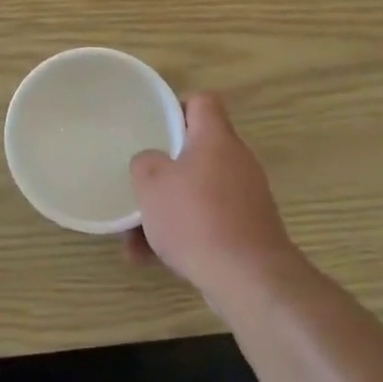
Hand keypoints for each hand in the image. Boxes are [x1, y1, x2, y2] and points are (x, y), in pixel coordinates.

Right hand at [126, 94, 304, 306]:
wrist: (250, 280)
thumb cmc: (196, 219)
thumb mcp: (152, 184)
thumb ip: (145, 163)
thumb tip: (152, 163)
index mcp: (215, 138)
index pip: (203, 102)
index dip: (177, 106)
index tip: (154, 125)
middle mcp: (236, 162)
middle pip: (197, 151)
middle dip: (164, 169)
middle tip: (140, 182)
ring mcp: (245, 198)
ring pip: (197, 192)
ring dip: (166, 209)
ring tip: (132, 238)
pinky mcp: (247, 231)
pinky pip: (207, 222)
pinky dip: (182, 235)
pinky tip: (150, 259)